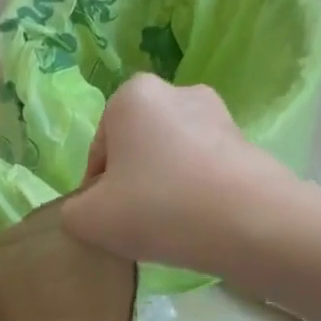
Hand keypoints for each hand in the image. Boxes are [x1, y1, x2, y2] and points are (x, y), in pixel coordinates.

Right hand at [61, 74, 288, 267]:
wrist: (248, 222)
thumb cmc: (157, 208)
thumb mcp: (89, 220)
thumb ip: (72, 212)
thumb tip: (88, 210)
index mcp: (131, 96)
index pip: (99, 153)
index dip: (97, 193)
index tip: (110, 221)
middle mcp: (176, 92)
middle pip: (136, 151)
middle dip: (133, 185)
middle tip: (137, 226)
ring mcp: (217, 115)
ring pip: (171, 161)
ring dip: (165, 189)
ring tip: (170, 228)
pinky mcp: (246, 142)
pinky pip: (204, 170)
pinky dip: (196, 193)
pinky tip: (199, 224)